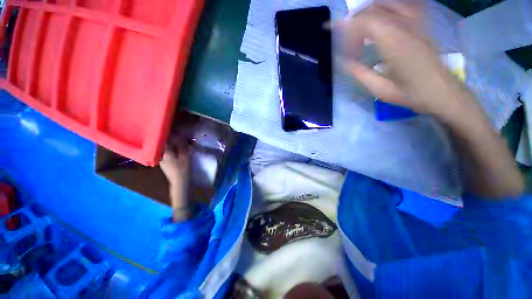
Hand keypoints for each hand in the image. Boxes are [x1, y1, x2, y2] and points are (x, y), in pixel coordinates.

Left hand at [160, 141, 196, 220]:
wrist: (179, 183)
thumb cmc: (183, 169)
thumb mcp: (185, 157)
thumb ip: (182, 146)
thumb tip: (181, 137)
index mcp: (164, 152)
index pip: (165, 139)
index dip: (171, 133)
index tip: (177, 129)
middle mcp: (160, 154)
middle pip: (164, 143)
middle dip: (171, 138)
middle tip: (179, 135)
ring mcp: (161, 159)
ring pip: (165, 148)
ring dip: (172, 143)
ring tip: (179, 141)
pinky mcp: (164, 163)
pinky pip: (167, 152)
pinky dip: (172, 149)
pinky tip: (177, 149)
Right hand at [336, 1, 464, 117]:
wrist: (441, 92)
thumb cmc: (410, 94)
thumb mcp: (380, 90)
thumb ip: (360, 74)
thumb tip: (343, 62)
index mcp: (393, 45)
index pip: (364, 23)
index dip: (344, 25)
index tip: (329, 29)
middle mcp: (405, 27)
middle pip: (373, 10)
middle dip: (354, 22)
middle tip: (346, 39)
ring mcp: (416, 23)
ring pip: (386, 3)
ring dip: (368, 11)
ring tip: (358, 26)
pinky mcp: (421, 24)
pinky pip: (405, 4)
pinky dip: (388, 5)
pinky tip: (381, 14)